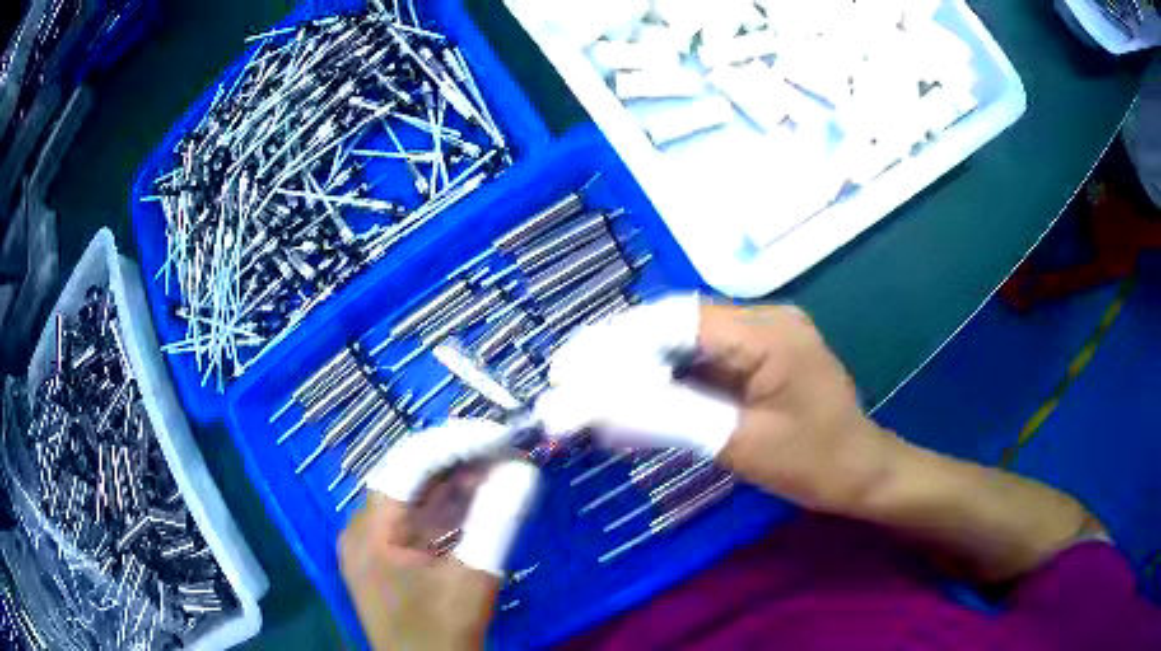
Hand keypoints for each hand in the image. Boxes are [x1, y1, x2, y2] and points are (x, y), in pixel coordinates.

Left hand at [341, 420, 540, 649]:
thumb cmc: (441, 635)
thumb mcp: (471, 581)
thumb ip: (495, 523)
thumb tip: (524, 470)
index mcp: (369, 531)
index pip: (407, 466)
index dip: (454, 442)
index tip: (500, 435)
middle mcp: (364, 528)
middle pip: (409, 477)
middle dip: (459, 460)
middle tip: (508, 449)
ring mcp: (376, 544)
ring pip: (417, 497)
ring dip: (458, 482)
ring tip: (503, 465)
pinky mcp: (392, 558)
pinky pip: (421, 520)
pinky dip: (452, 508)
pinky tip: (483, 496)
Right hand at [536, 294, 898, 514]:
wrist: (862, 474)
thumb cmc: (815, 462)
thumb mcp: (741, 444)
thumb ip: (670, 417)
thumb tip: (599, 405)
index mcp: (768, 332)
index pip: (678, 322)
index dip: (618, 341)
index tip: (570, 366)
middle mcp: (763, 320)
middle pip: (677, 325)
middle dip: (618, 350)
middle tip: (567, 373)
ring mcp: (762, 337)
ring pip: (684, 342)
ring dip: (636, 364)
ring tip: (585, 384)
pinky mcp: (757, 358)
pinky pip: (701, 361)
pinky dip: (663, 379)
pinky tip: (630, 396)